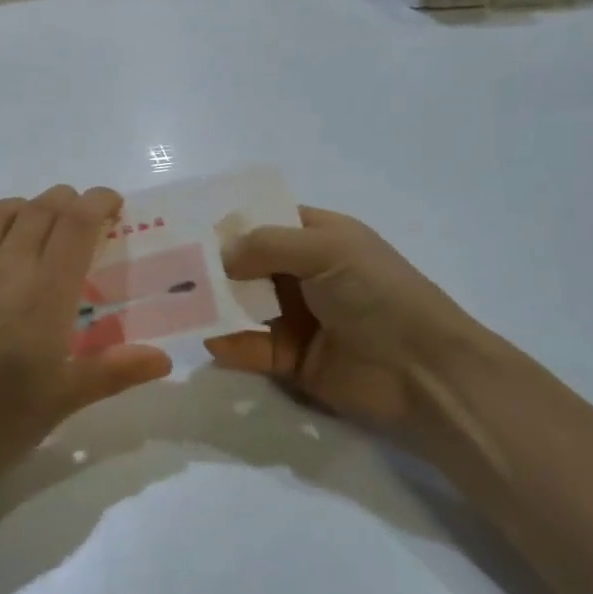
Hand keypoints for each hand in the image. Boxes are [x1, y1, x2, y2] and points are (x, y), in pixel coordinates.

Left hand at [0, 186, 172, 488]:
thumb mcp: (59, 402)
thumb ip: (112, 373)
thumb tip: (164, 358)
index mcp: (45, 291)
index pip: (76, 224)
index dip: (97, 202)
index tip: (112, 203)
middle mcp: (5, 265)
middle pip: (39, 210)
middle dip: (65, 201)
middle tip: (79, 214)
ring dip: (20, 205)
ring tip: (31, 216)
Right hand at [205, 206, 496, 439]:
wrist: (422, 372)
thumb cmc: (377, 294)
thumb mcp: (326, 250)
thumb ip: (267, 245)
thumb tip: (219, 254)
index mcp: (321, 238)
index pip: (268, 221)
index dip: (232, 223)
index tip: (187, 227)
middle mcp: (306, 275)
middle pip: (249, 265)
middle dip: (214, 266)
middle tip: (170, 268)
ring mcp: (300, 319)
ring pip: (245, 307)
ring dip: (216, 305)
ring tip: (176, 303)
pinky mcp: (294, 360)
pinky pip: (252, 348)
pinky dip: (231, 345)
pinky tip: (209, 340)